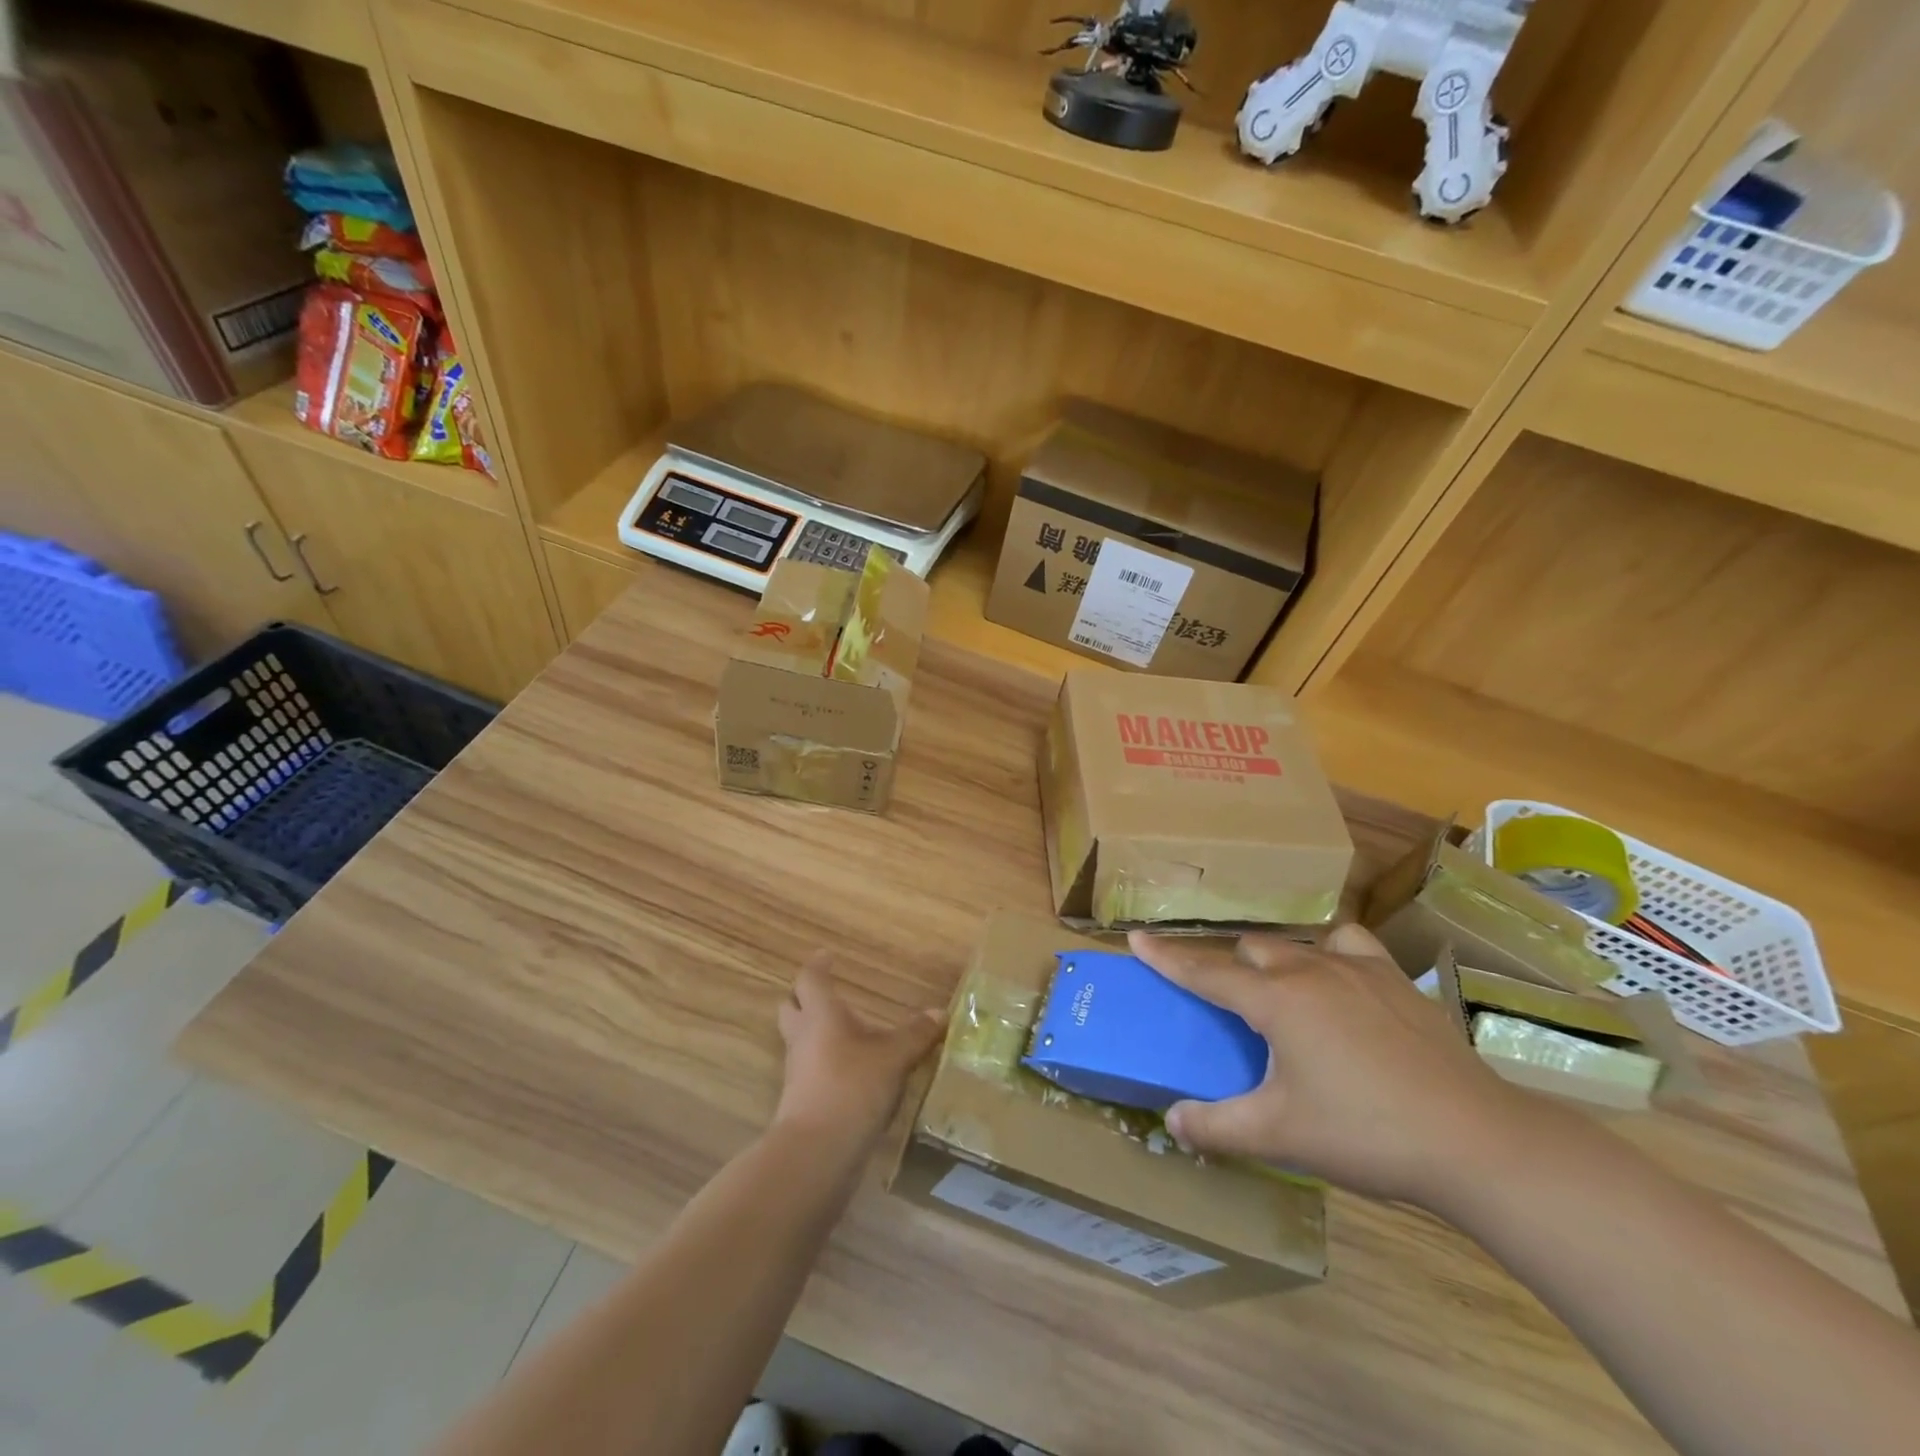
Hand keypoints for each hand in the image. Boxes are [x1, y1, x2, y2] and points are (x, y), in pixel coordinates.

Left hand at [774, 952, 942, 1148]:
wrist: (817, 1152)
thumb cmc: (852, 1087)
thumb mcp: (894, 1057)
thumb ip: (917, 1034)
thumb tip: (941, 1013)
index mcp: (820, 1015)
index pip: (810, 979)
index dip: (818, 966)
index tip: (828, 956)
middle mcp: (803, 1038)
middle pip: (791, 1008)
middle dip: (805, 998)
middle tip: (827, 994)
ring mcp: (797, 1072)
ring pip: (799, 1041)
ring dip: (815, 1033)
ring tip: (845, 1034)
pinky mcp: (800, 1102)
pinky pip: (809, 1071)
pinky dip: (825, 1064)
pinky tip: (850, 1072)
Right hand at [1127, 924, 1532, 1210]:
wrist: (1475, 1141)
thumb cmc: (1364, 1133)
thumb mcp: (1279, 1136)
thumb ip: (1217, 1127)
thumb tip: (1172, 1120)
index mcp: (1275, 1001)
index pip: (1205, 972)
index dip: (1166, 957)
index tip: (1136, 938)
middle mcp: (1310, 971)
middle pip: (1251, 950)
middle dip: (1228, 967)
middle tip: (1225, 998)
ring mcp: (1358, 970)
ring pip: (1298, 944)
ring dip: (1277, 959)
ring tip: (1281, 990)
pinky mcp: (1398, 981)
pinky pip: (1351, 945)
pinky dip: (1332, 953)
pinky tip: (1341, 980)